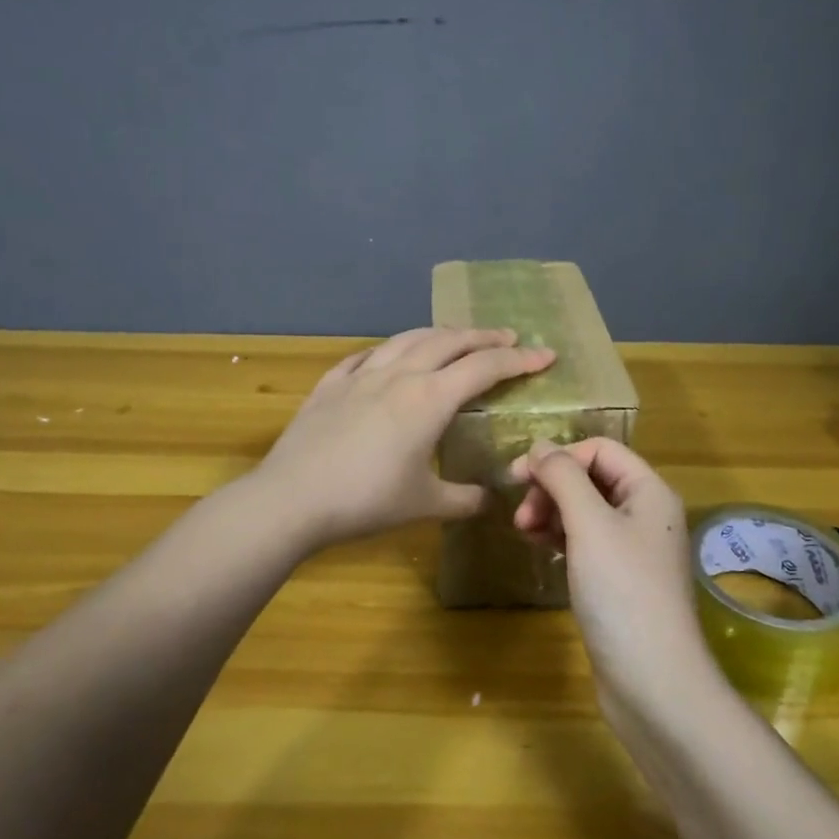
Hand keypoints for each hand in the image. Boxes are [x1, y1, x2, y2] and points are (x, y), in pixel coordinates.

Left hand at [251, 327, 555, 550]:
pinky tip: (386, 357)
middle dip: (484, 336)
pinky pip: (365, 356)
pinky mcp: (330, 384)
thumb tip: (489, 499)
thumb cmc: (366, 501)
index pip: (485, 367)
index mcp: (429, 399)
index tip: (545, 355)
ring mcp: (361, 375)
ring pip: (408, 339)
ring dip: (439, 334)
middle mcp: (400, 375)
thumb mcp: (425, 505)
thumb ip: (464, 500)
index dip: (519, 359)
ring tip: (455, 337)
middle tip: (508, 337)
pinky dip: (387, 350)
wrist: (292, 498)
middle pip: (449, 341)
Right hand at [508, 439, 719, 712]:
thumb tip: (539, 446)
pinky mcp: (619, 580)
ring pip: (585, 511)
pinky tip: (540, 548)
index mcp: (649, 492)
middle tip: (520, 516)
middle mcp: (646, 514)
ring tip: (523, 533)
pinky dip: (560, 538)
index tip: (518, 477)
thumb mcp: (590, 525)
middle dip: (551, 488)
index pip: (600, 450)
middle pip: (591, 479)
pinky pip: (585, 542)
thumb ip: (563, 478)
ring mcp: (633, 549)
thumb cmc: (623, 593)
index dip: (559, 456)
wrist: (653, 682)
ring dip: (551, 512)